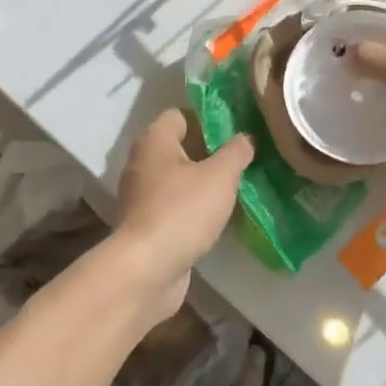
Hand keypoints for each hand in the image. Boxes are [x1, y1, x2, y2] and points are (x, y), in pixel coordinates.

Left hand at [110, 110, 252, 322]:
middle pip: (179, 147)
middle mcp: (142, 162)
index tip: (235, 131)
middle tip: (241, 160)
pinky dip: (192, 208)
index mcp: (154, 141)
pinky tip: (216, 218)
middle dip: (209, 152)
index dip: (207, 119)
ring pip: (177, 179)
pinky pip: (173, 206)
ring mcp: (140, 196)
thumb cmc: (182, 211)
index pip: (180, 115)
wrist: (146, 270)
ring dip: (202, 183)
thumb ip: (236, 152)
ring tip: (234, 189)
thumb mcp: (219, 177)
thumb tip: (245, 137)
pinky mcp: (145, 225)